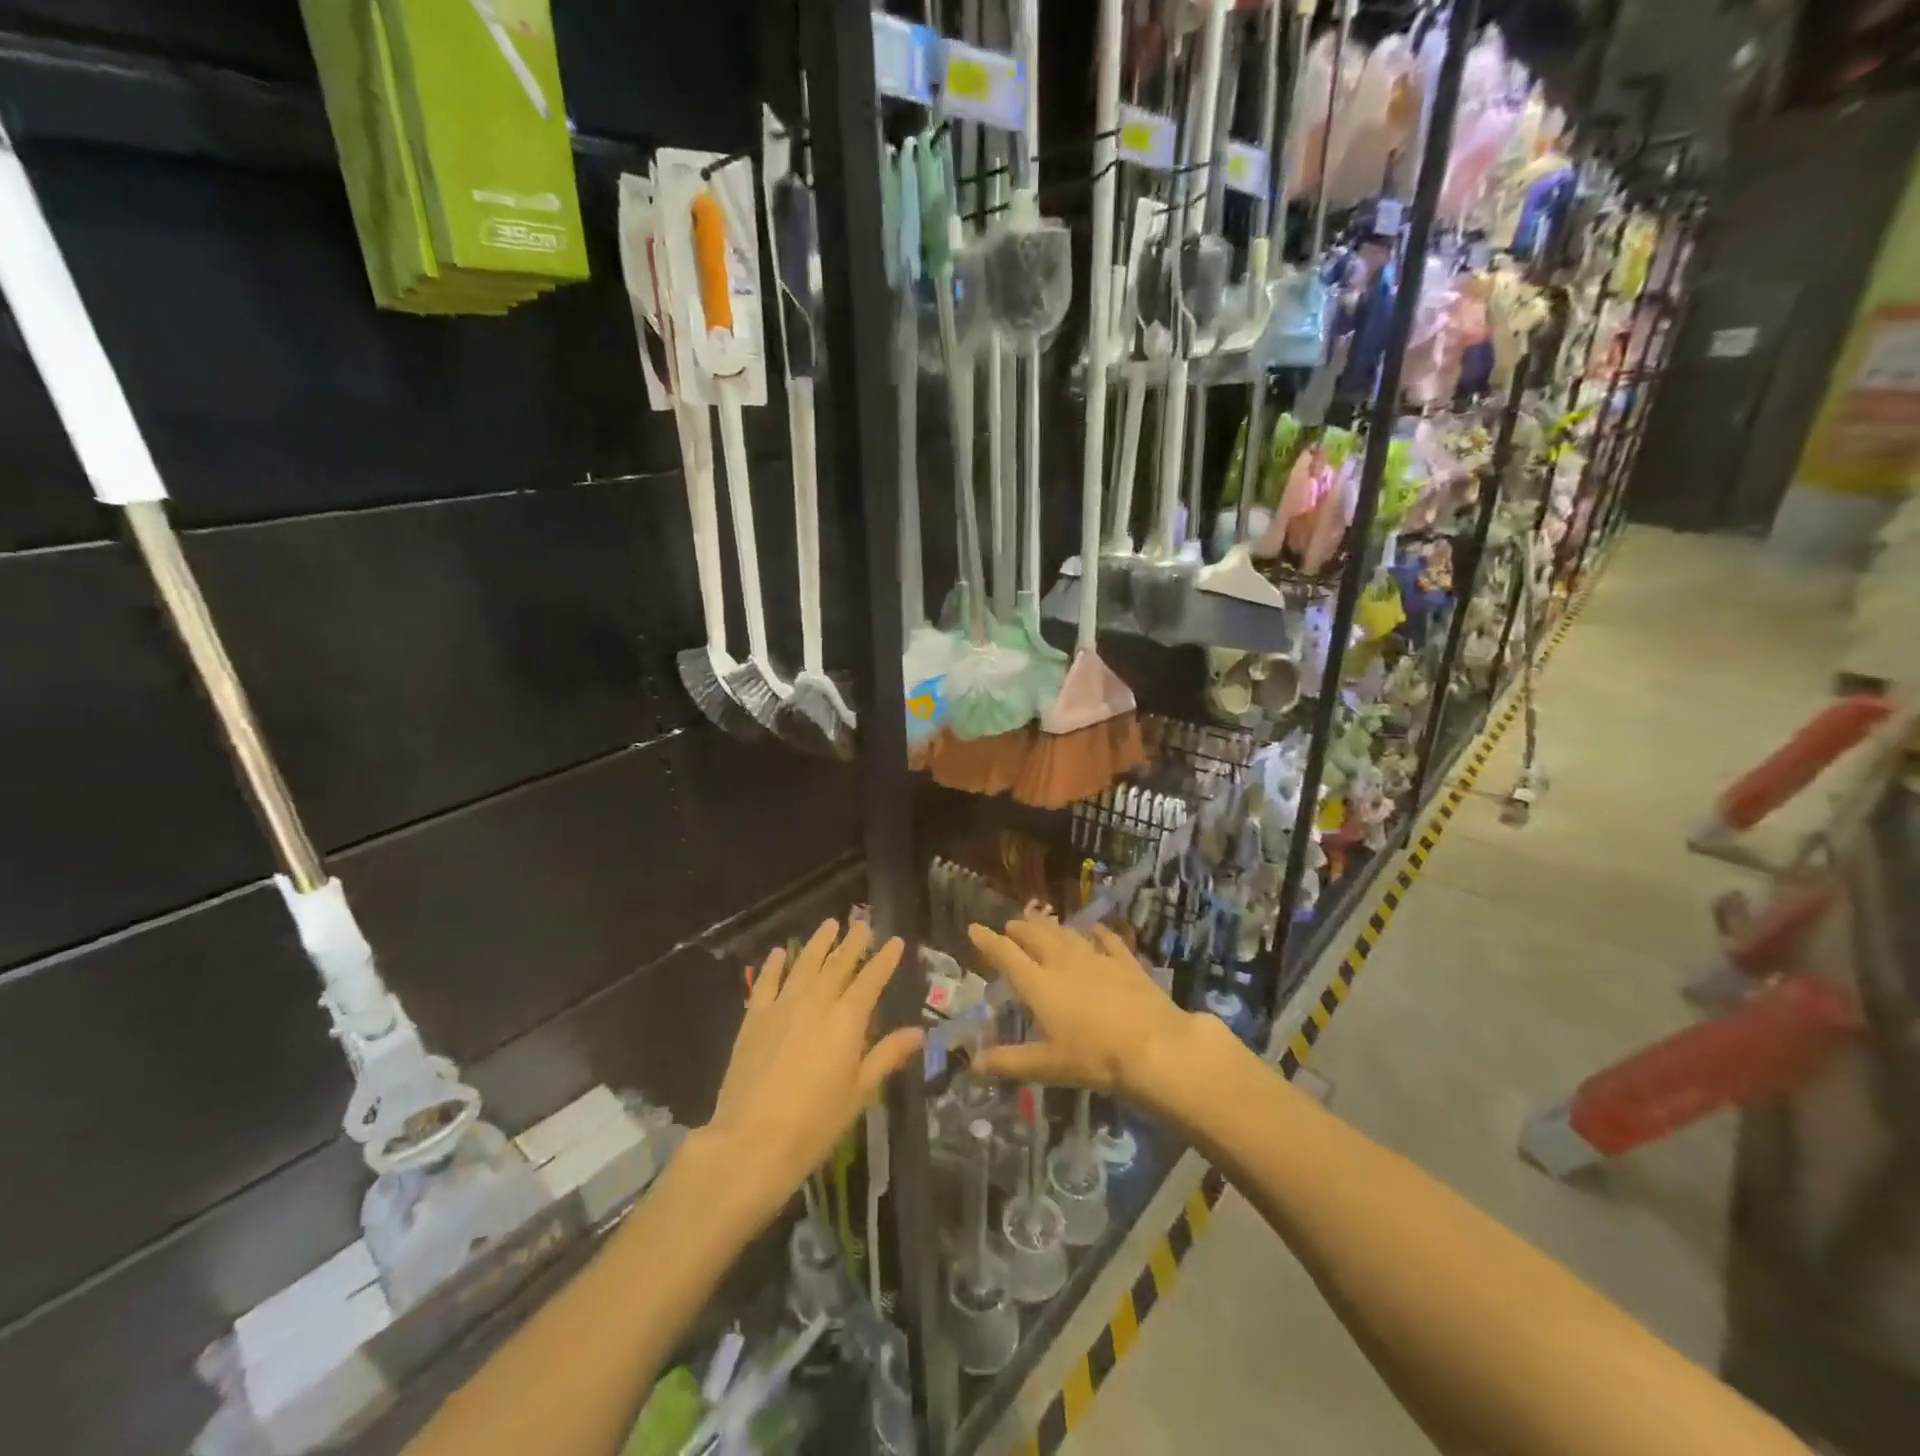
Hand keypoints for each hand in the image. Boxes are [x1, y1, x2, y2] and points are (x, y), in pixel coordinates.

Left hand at [704, 919, 923, 1222]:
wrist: (752, 1140)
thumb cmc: (815, 1122)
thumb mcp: (860, 1092)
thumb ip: (886, 1056)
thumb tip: (919, 1033)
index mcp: (848, 1019)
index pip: (872, 979)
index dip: (885, 959)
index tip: (895, 940)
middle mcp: (817, 1001)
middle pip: (839, 963)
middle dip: (853, 942)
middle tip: (862, 923)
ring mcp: (782, 1006)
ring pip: (805, 963)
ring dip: (819, 942)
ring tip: (830, 924)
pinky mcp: (754, 1017)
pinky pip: (767, 981)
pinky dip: (775, 964)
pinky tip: (781, 952)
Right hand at [966, 914, 1201, 1104]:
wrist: (1154, 1047)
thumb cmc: (1095, 1058)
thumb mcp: (1047, 1066)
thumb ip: (1009, 1062)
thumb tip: (974, 1063)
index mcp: (1040, 985)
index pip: (1007, 955)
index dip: (988, 941)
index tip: (974, 928)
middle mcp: (1064, 963)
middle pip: (1037, 937)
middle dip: (1020, 928)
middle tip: (1010, 924)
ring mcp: (1097, 959)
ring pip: (1068, 934)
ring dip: (1051, 926)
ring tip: (1042, 920)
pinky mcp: (1126, 962)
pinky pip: (1108, 940)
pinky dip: (1098, 932)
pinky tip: (1095, 928)